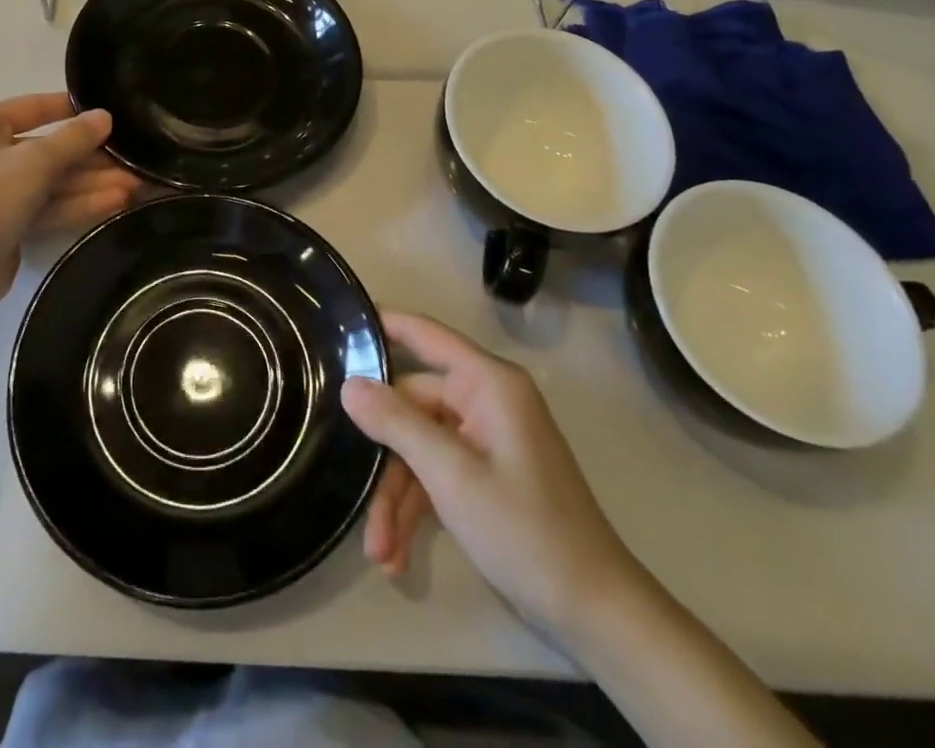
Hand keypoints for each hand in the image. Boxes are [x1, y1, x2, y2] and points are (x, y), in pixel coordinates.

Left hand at [0, 93, 142, 300]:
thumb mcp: (36, 160)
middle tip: (132, 163)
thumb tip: (105, 116)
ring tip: (133, 186)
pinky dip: (76, 204)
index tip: (110, 115)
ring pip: (49, 181)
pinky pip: (45, 206)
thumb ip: (74, 137)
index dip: (73, 111)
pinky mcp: (4, 224)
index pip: (33, 107)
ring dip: (90, 183)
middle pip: (46, 150)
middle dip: (90, 159)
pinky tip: (114, 203)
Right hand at [341, 312, 636, 637]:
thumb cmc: (526, 531)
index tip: (338, 320)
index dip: (382, 323)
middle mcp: (485, 400)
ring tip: (379, 551)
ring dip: (396, 497)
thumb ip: (397, 423)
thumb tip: (350, 384)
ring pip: (419, 447)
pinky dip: (416, 509)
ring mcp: (485, 438)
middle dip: (383, 459)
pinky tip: (396, 555)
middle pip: (412, 407)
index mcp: (487, 383)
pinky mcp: (485, 473)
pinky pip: (437, 473)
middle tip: (354, 499)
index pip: (425, 335)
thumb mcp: (451, 476)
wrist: (596, 614)